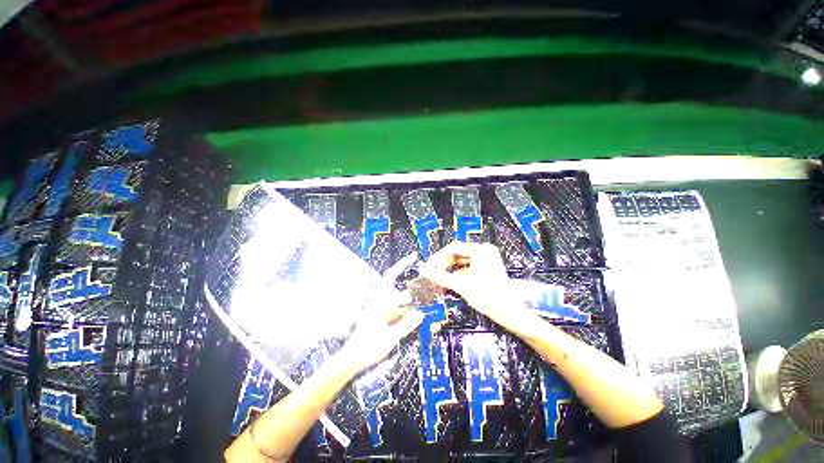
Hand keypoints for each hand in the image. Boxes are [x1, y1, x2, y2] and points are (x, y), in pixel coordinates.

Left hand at [339, 254, 424, 371]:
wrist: (351, 359)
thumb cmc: (368, 347)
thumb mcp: (390, 337)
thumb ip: (406, 324)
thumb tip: (421, 314)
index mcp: (380, 301)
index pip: (391, 276)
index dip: (402, 264)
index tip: (414, 256)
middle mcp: (380, 302)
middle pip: (399, 293)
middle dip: (412, 293)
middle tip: (426, 294)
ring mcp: (380, 311)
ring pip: (398, 304)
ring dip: (408, 308)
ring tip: (421, 314)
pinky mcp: (380, 319)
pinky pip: (395, 313)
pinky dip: (403, 316)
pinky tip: (411, 323)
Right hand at [420, 242, 536, 335]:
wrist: (509, 312)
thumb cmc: (487, 296)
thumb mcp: (462, 285)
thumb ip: (441, 277)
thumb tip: (424, 272)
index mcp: (480, 250)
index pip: (453, 248)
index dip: (438, 258)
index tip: (429, 267)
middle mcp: (484, 250)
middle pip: (458, 254)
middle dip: (444, 264)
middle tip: (433, 274)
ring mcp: (487, 258)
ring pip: (462, 260)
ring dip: (450, 269)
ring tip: (440, 277)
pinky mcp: (488, 267)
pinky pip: (469, 266)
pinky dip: (459, 272)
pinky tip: (451, 280)